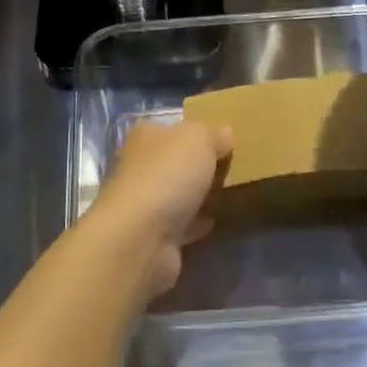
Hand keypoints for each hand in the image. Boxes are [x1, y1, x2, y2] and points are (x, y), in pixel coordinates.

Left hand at [89, 119, 233, 298]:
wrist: (141, 237)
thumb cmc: (167, 175)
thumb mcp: (199, 139)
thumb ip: (213, 134)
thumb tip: (225, 133)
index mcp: (144, 137)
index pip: (170, 129)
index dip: (194, 132)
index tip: (221, 140)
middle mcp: (138, 167)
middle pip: (171, 162)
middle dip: (195, 166)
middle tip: (229, 169)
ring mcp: (142, 204)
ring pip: (174, 194)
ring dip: (195, 196)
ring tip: (226, 195)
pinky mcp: (151, 236)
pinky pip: (179, 225)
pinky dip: (194, 224)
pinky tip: (213, 222)